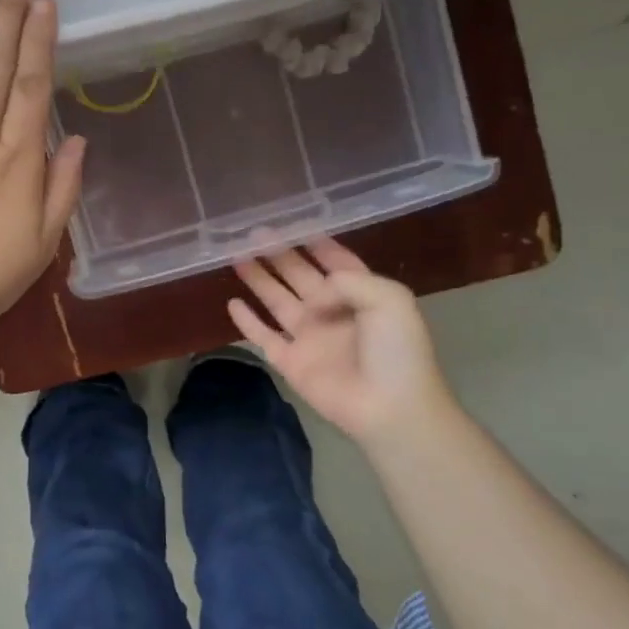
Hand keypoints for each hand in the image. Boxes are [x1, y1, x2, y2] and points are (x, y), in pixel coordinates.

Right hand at [229, 238, 457, 445]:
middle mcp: (331, 311)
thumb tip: (313, 296)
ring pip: (277, 300)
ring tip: (236, 256)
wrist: (390, 408)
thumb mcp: (390, 298)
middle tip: (253, 232)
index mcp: (361, 294)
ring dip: (258, 279)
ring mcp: (309, 337)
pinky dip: (247, 321)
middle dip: (279, 253)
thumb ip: (347, 280)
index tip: (292, 221)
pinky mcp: (290, 362)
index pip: (335, 261)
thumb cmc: (397, 351)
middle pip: (299, 275)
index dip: (316, 242)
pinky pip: (263, 336)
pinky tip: (232, 303)